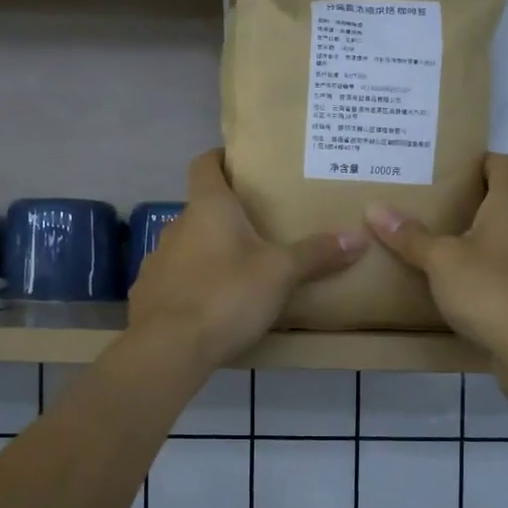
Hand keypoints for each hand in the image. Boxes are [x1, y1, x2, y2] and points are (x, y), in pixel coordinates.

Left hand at [128, 150, 367, 368]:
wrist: (169, 348)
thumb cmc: (226, 295)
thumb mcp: (281, 273)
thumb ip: (316, 254)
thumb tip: (359, 237)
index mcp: (208, 208)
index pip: (205, 164)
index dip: (221, 159)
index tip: (241, 165)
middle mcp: (176, 226)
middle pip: (201, 209)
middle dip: (228, 216)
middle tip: (261, 228)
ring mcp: (157, 261)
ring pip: (188, 246)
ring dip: (209, 253)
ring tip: (240, 271)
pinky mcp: (148, 295)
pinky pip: (175, 280)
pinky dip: (193, 285)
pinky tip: (213, 306)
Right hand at [365, 153, 507, 362]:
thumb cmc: (491, 289)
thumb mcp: (440, 261)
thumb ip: (410, 236)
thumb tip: (375, 208)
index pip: (502, 163)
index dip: (477, 163)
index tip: (447, 173)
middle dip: (479, 201)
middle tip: (440, 210)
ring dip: (493, 236)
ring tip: (454, 246)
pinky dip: (501, 266)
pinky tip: (473, 282)